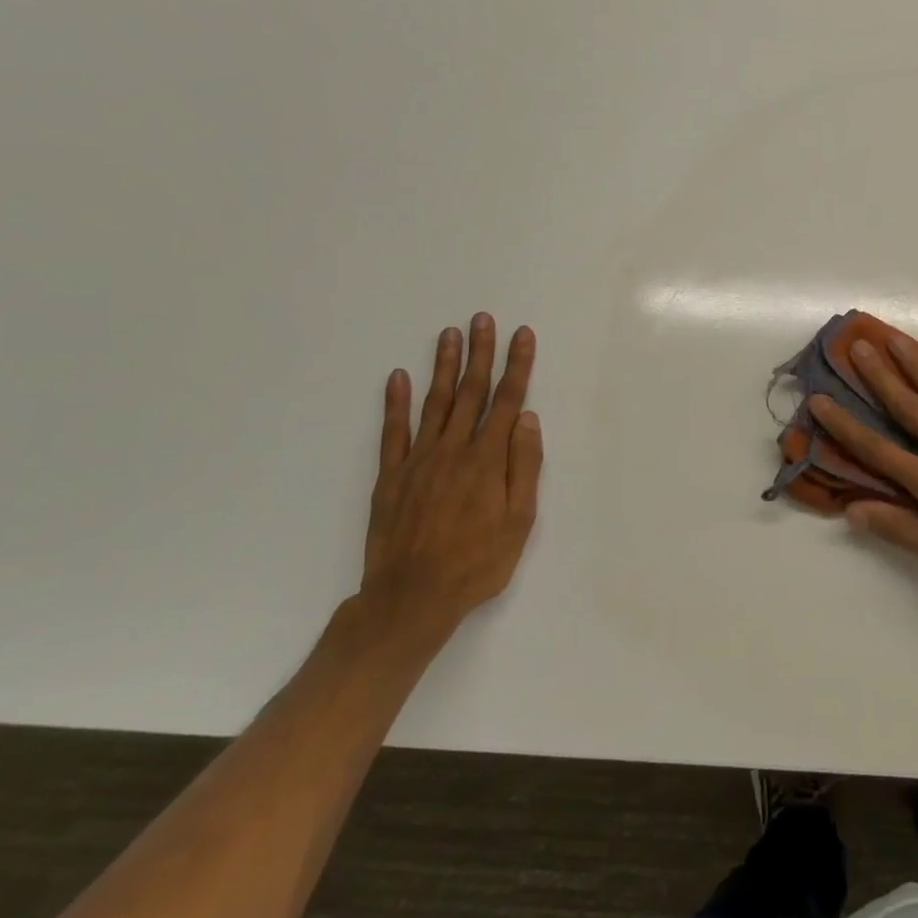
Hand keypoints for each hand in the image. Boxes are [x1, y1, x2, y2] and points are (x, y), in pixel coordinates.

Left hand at [359, 313, 541, 639]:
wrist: (411, 599)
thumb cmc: (476, 563)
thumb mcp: (519, 521)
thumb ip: (523, 467)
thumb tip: (527, 419)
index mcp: (487, 460)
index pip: (507, 401)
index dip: (517, 365)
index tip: (522, 335)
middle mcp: (453, 450)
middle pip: (471, 392)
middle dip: (480, 353)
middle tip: (482, 319)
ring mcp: (418, 460)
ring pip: (434, 403)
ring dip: (444, 367)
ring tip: (449, 335)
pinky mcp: (391, 476)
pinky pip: (392, 432)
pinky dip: (394, 403)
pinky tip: (397, 377)